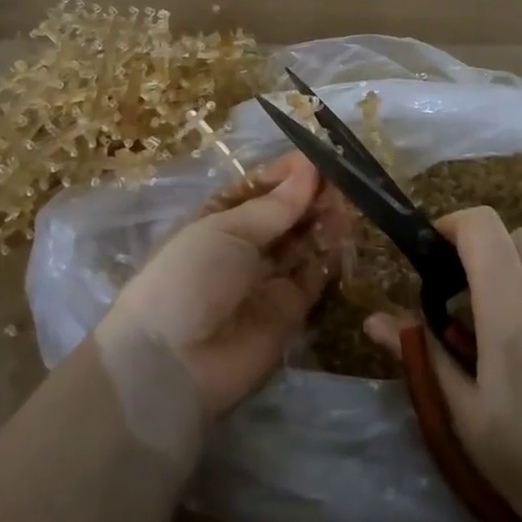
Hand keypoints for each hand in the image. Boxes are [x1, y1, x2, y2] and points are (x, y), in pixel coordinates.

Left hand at [95, 153, 346, 424]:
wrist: (174, 362)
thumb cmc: (189, 277)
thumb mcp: (225, 230)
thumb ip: (274, 206)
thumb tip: (309, 170)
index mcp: (216, 220)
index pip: (257, 189)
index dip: (285, 174)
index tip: (317, 158)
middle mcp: (242, 248)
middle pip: (284, 216)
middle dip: (310, 197)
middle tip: (342, 180)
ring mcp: (266, 280)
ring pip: (303, 244)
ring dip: (323, 223)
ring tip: (347, 203)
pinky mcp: (289, 312)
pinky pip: (314, 278)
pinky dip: (329, 257)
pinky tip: (344, 235)